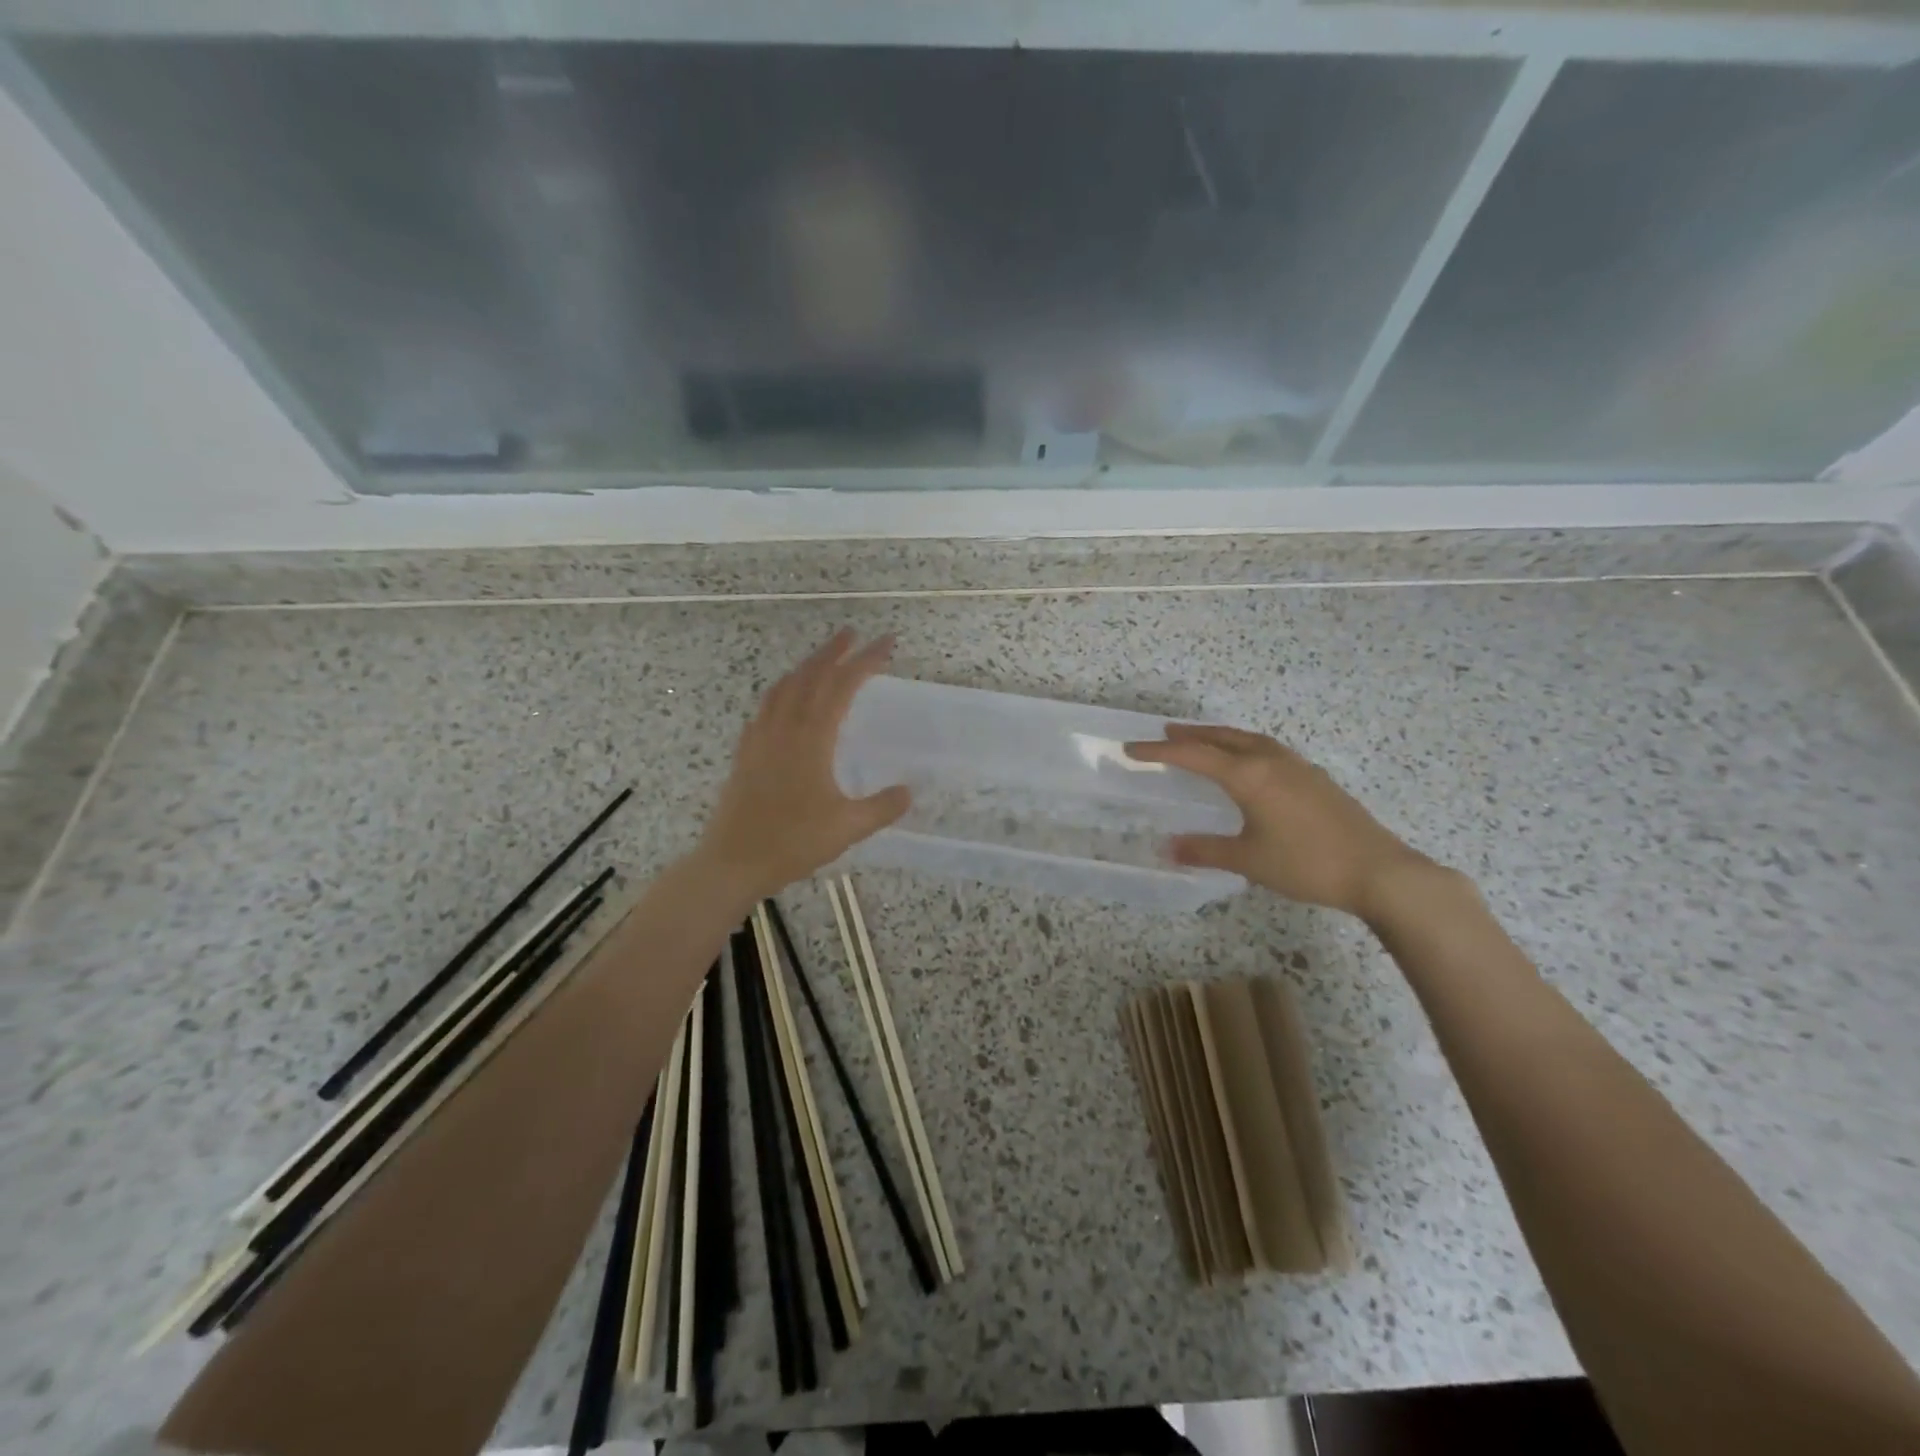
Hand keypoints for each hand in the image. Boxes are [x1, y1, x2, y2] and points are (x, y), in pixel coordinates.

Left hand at [695, 629, 911, 901]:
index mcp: (811, 738)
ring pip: (784, 687)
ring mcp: (760, 738)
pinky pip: (766, 707)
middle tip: (854, 633)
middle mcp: (784, 727)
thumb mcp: (847, 828)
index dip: (866, 661)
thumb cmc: (791, 843)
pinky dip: (783, 690)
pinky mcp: (746, 752)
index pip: (842, 685)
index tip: (887, 643)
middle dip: (834, 651)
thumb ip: (881, 807)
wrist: (732, 862)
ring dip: (806, 666)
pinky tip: (785, 700)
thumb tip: (909, 791)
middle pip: (810, 675)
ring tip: (822, 658)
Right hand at [1125, 723, 1431, 918]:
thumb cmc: (1307, 863)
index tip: (1131, 749)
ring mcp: (1296, 766)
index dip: (1159, 752)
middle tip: (1164, 734)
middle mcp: (1270, 760)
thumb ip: (1206, 850)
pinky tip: (1247, 763)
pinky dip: (1243, 746)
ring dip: (1219, 737)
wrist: (1379, 871)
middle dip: (1190, 735)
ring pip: (1247, 739)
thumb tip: (1167, 847)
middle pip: (1221, 737)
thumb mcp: (1249, 860)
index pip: (1193, 756)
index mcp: (1249, 775)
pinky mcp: (1313, 777)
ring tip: (1201, 741)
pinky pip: (1266, 749)